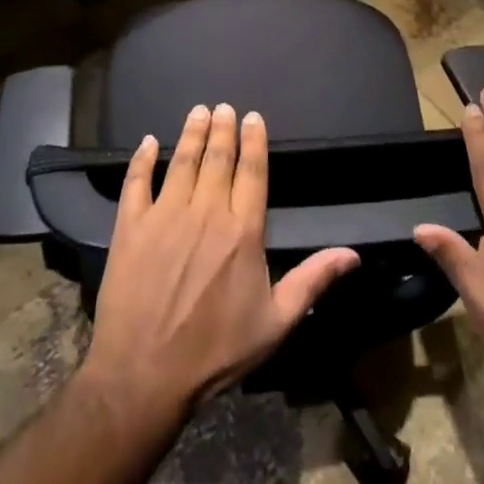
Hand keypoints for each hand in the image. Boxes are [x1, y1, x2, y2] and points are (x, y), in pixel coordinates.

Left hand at [81, 103, 359, 422]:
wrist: (144, 376)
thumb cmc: (216, 351)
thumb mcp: (276, 322)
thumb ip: (313, 280)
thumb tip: (353, 254)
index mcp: (242, 230)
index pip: (252, 171)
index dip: (254, 141)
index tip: (253, 117)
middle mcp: (205, 212)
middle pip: (217, 158)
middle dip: (222, 128)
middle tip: (223, 106)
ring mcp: (164, 216)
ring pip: (181, 162)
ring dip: (190, 134)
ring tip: (197, 111)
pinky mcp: (129, 228)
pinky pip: (135, 183)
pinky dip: (141, 159)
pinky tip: (146, 143)